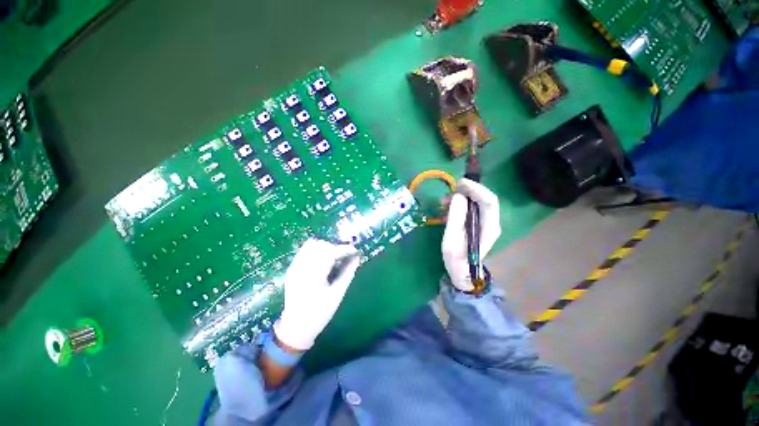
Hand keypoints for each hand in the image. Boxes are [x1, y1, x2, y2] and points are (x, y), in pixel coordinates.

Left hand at [274, 238, 360, 350]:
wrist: (295, 326)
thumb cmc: (319, 313)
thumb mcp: (337, 294)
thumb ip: (348, 273)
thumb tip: (357, 258)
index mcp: (314, 276)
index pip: (331, 252)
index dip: (345, 249)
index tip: (355, 251)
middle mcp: (302, 267)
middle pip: (321, 245)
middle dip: (335, 247)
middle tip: (344, 256)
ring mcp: (295, 266)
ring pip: (311, 244)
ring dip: (325, 247)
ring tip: (333, 257)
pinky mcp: (292, 268)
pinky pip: (304, 250)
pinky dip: (315, 250)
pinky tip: (322, 259)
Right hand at [442, 179, 501, 291]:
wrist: (463, 272)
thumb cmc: (457, 259)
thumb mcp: (452, 239)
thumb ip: (456, 217)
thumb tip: (458, 196)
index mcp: (489, 227)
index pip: (489, 200)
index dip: (475, 188)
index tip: (459, 183)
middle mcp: (491, 222)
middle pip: (484, 199)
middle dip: (467, 191)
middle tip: (448, 192)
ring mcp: (486, 223)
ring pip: (477, 202)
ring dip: (461, 197)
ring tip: (443, 202)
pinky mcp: (478, 223)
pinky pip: (471, 208)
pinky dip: (460, 203)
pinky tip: (448, 207)